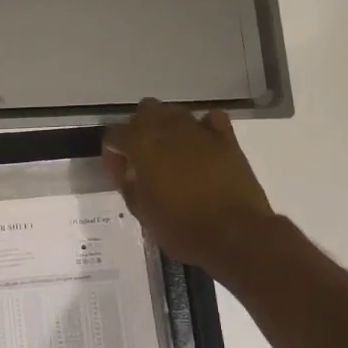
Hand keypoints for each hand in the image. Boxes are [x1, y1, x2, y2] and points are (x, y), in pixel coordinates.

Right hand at [102, 100, 274, 274]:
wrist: (234, 235)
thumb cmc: (180, 227)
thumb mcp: (140, 211)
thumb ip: (128, 183)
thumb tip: (129, 171)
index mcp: (140, 144)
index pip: (114, 134)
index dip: (113, 154)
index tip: (120, 174)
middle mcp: (167, 128)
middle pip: (144, 112)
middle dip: (139, 131)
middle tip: (143, 160)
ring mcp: (199, 129)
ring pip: (175, 112)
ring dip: (168, 128)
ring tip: (172, 155)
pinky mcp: (226, 138)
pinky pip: (210, 119)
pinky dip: (203, 128)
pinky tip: (203, 146)